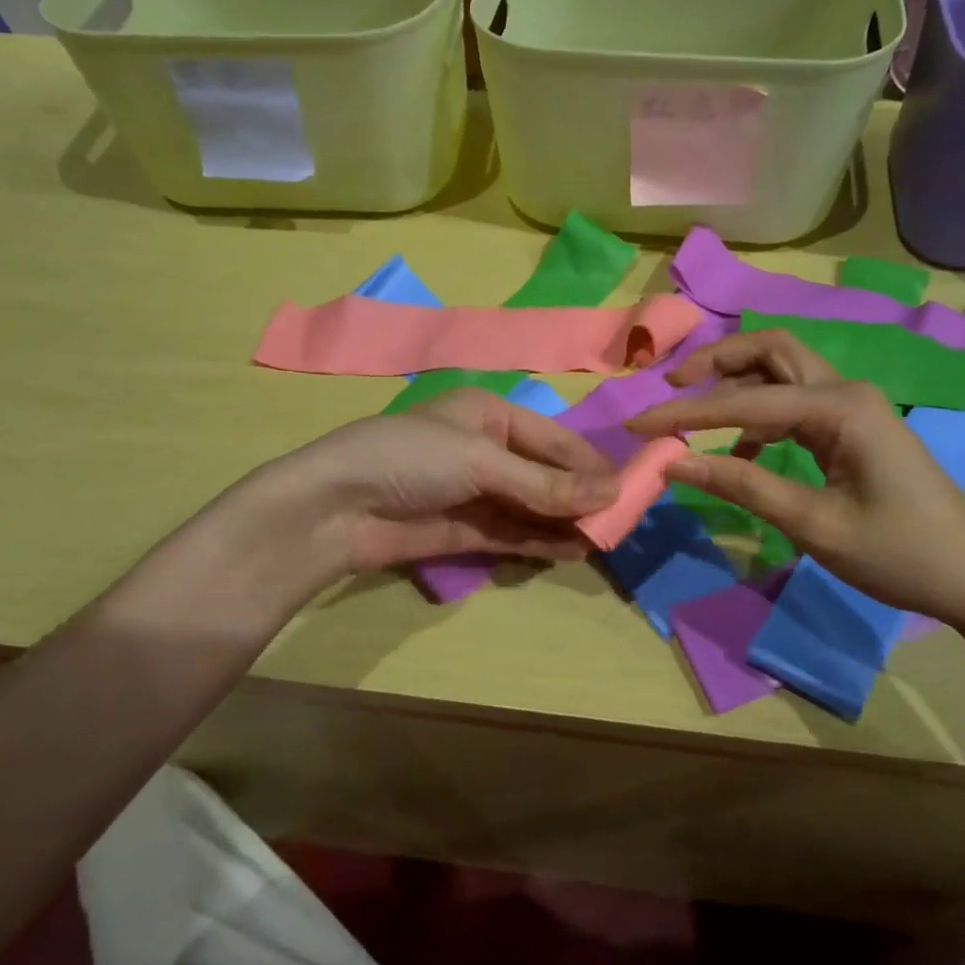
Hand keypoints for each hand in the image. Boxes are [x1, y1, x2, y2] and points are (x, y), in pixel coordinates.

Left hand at [249, 387, 619, 575]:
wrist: (334, 508)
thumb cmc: (410, 458)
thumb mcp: (481, 460)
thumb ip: (544, 483)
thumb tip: (611, 493)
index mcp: (488, 414)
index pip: (553, 437)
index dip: (590, 462)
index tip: (630, 486)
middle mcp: (486, 450)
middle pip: (546, 473)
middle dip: (582, 494)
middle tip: (625, 518)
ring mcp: (475, 493)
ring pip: (533, 507)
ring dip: (566, 521)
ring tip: (608, 538)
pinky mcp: (464, 531)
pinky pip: (513, 534)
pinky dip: (542, 542)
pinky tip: (575, 550)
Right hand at [629, 330, 964, 638]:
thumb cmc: (900, 554)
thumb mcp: (814, 524)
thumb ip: (742, 484)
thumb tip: (674, 462)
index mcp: (839, 407)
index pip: (744, 401)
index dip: (684, 413)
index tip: (636, 425)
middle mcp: (845, 390)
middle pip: (770, 349)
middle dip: (716, 360)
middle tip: (671, 384)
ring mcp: (853, 406)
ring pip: (782, 372)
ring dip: (735, 384)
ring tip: (692, 416)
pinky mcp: (854, 427)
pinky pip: (795, 403)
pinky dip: (759, 415)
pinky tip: (742, 451)